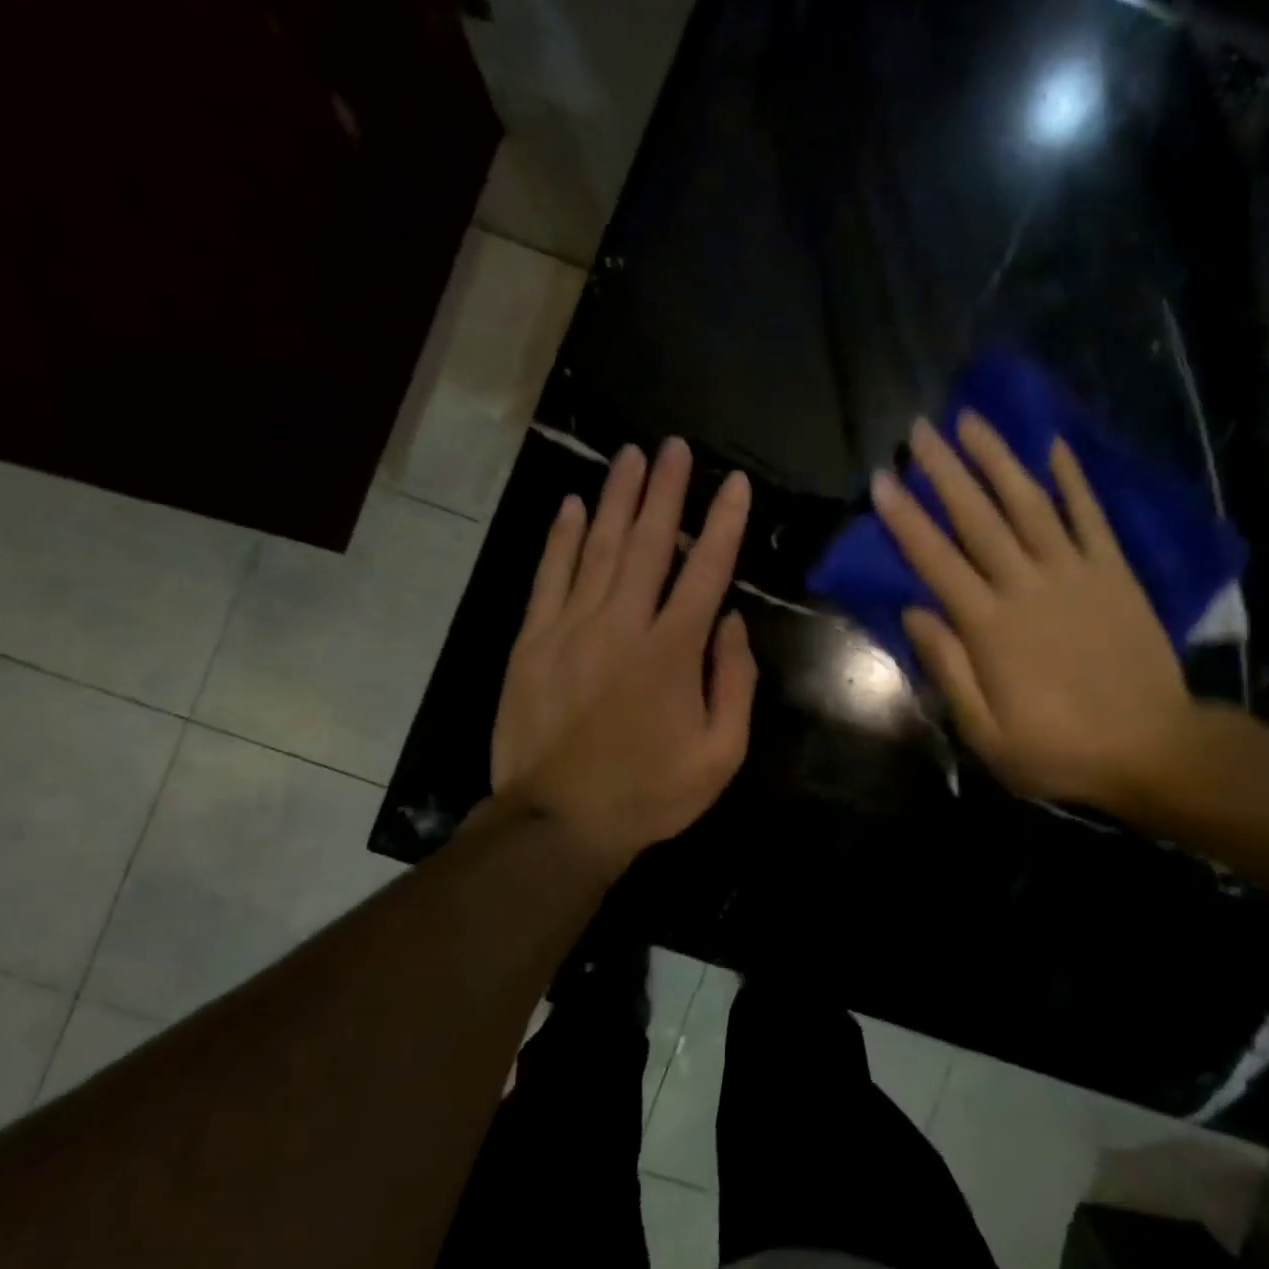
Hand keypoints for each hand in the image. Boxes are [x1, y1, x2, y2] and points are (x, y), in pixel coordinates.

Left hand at [492, 438, 756, 869]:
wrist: (558, 822)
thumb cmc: (649, 792)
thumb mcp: (721, 754)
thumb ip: (734, 682)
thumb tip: (729, 621)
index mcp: (673, 650)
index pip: (706, 569)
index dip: (724, 522)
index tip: (735, 483)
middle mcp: (623, 624)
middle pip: (649, 542)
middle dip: (666, 489)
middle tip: (674, 446)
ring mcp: (571, 627)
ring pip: (600, 547)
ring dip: (618, 498)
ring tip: (631, 455)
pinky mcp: (533, 640)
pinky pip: (550, 576)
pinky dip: (562, 537)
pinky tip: (574, 505)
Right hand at [870, 412, 1195, 814]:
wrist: (1153, 748)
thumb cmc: (1059, 748)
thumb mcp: (986, 733)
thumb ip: (949, 669)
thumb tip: (915, 612)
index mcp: (990, 627)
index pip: (936, 560)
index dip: (905, 519)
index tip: (882, 479)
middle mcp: (1027, 586)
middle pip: (978, 518)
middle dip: (945, 471)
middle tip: (920, 429)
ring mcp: (1075, 573)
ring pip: (1029, 504)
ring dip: (998, 460)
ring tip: (973, 420)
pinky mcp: (1114, 572)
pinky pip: (1090, 517)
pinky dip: (1072, 480)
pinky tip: (1053, 447)